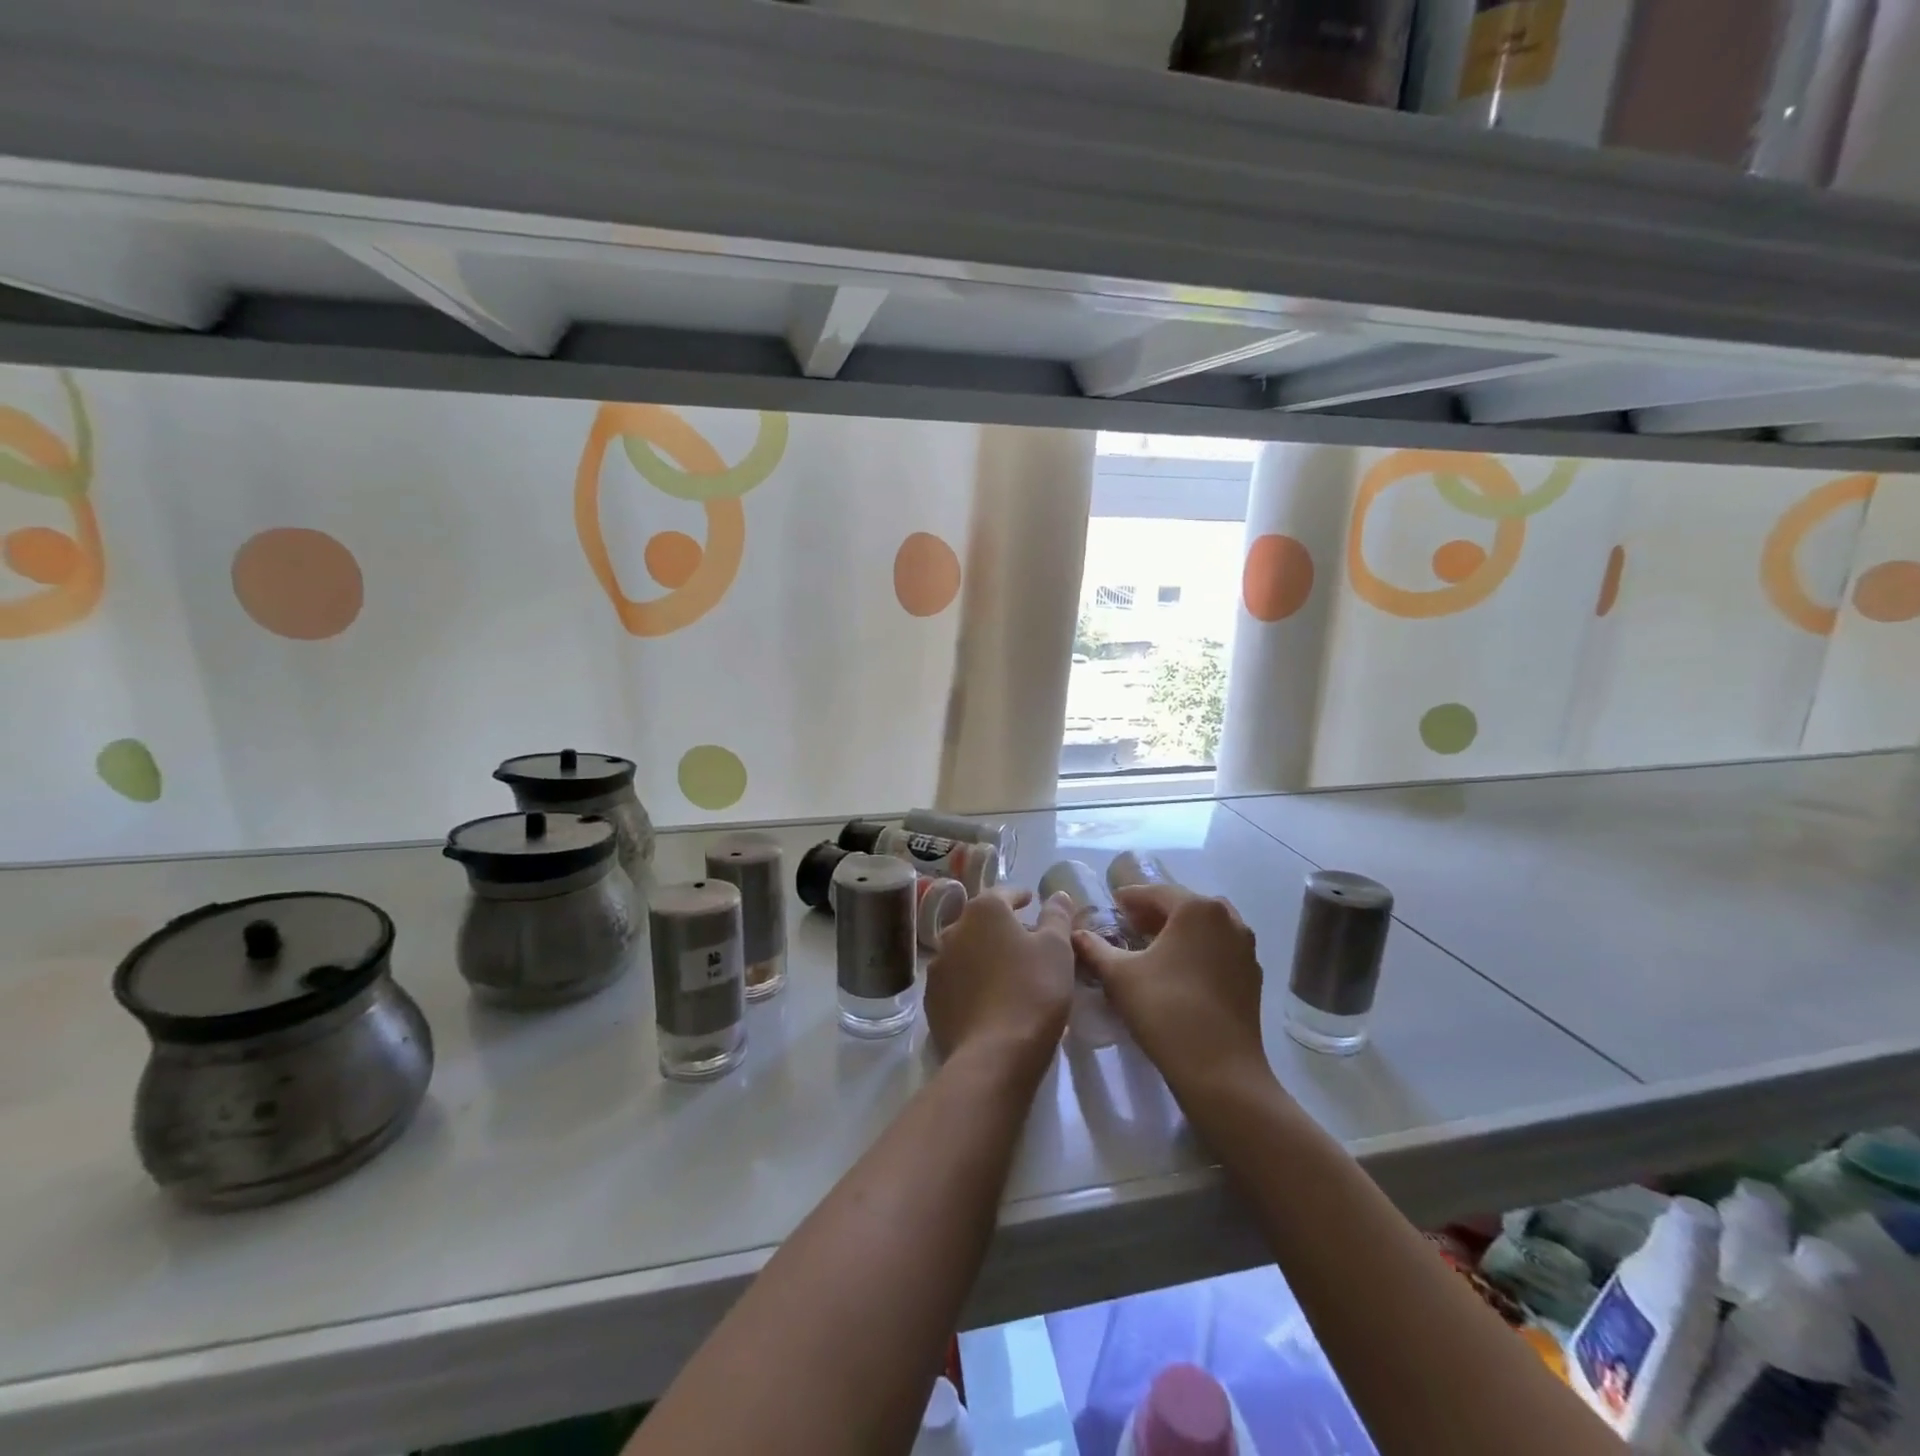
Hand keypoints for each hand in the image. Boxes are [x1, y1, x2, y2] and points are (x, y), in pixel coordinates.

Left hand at [925, 888, 1073, 1077]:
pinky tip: (986, 997)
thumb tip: (1058, 894)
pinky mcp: (931, 999)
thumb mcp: (1057, 949)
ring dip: (982, 954)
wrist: (993, 1054)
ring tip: (1005, 971)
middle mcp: (953, 930)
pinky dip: (970, 981)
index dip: (1019, 896)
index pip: (1003, 893)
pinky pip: (955, 980)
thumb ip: (1057, 916)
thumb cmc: (1033, 990)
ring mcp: (938, 965)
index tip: (1030, 901)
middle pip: (980, 921)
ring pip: (965, 950)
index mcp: (984, 911)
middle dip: (1000, 926)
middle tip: (1023, 940)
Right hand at [1072, 885, 1269, 1098]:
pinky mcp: (1252, 976)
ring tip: (1152, 948)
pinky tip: (1178, 972)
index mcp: (1197, 908)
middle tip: (1129, 926)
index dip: (1130, 898)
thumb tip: (1076, 934)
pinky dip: (1197, 951)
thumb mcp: (1119, 976)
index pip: (1156, 892)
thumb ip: (1095, 949)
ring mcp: (1246, 948)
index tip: (1111, 905)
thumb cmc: (1165, 1010)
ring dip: (1178, 931)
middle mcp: (1228, 918)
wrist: (1220, 1070)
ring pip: (1204, 928)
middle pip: (1184, 906)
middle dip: (1155, 913)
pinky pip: (1219, 950)